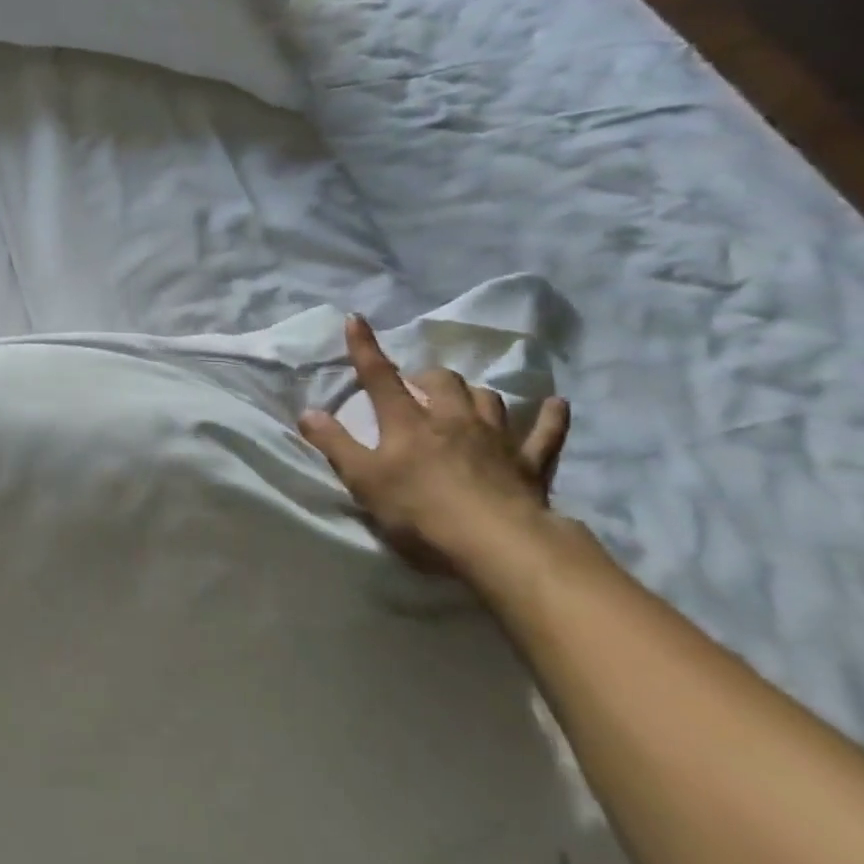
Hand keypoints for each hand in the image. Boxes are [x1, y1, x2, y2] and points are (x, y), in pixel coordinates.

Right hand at [298, 315, 569, 583]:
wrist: (496, 543)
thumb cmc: (419, 512)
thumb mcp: (363, 480)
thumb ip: (335, 444)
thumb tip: (308, 412)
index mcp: (408, 422)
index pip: (380, 377)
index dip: (365, 348)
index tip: (356, 319)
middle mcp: (452, 418)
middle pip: (441, 381)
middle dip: (426, 376)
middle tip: (415, 387)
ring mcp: (495, 438)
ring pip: (487, 398)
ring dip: (473, 393)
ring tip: (464, 399)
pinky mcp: (530, 463)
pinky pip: (546, 432)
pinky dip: (550, 417)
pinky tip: (555, 405)